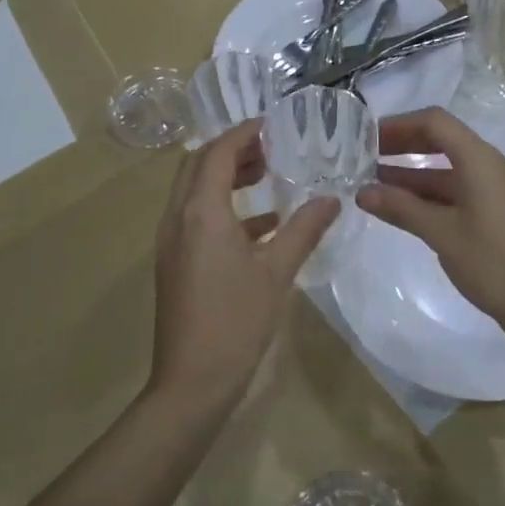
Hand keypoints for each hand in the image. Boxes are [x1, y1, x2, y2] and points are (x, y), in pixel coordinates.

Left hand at [151, 119, 337, 409]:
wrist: (192, 381)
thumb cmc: (236, 321)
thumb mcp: (277, 271)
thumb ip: (305, 229)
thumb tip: (333, 199)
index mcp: (201, 212)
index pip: (217, 153)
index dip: (243, 133)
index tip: (273, 124)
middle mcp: (178, 218)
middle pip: (198, 165)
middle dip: (232, 150)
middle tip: (271, 147)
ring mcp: (171, 241)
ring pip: (193, 190)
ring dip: (225, 176)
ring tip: (266, 174)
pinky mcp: (174, 262)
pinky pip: (195, 217)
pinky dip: (223, 207)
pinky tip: (261, 222)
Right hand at [359, 107, 504, 334]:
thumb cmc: (492, 262)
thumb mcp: (441, 233)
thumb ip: (401, 208)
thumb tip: (362, 193)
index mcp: (480, 160)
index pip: (435, 122)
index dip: (399, 125)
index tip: (366, 138)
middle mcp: (489, 166)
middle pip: (441, 140)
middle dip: (403, 146)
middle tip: (365, 158)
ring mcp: (494, 190)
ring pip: (447, 169)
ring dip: (411, 174)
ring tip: (372, 184)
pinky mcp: (494, 212)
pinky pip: (456, 190)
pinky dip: (428, 194)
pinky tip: (401, 208)